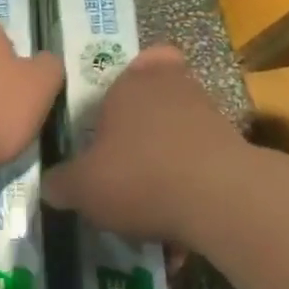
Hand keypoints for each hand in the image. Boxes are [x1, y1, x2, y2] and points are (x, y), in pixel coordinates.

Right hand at [43, 45, 244, 248]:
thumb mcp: (82, 187)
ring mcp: (209, 115)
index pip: (130, 67)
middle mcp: (173, 87)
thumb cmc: (139, 176)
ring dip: (168, 158)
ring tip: (151, 200)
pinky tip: (178, 221)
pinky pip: (203, 163)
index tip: (108, 123)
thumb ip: (61, 183)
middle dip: (144, 126)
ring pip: (182, 131)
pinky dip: (191, 186)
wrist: (221, 200)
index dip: (120, 91)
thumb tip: (51, 185)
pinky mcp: (236, 148)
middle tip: (126, 159)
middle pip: (157, 97)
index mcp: (130, 82)